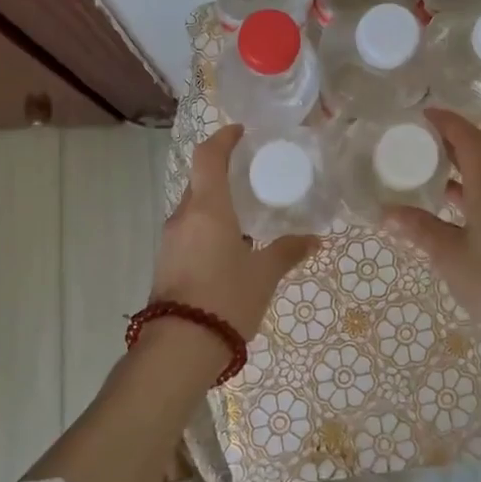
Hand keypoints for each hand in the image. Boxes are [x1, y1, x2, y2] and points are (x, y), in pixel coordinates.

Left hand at [151, 124, 318, 340]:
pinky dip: (209, 225)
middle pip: (199, 181)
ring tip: (246, 212)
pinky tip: (231, 244)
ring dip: (216, 202)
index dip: (223, 139)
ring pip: (194, 207)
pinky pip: (189, 230)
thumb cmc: (226, 299)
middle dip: (223, 172)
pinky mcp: (166, 262)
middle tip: (252, 174)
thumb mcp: (264, 274)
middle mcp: (183, 216)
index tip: (241, 133)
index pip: (208, 157)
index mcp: (207, 209)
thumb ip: (287, 251)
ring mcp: (170, 240)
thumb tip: (314, 239)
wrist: (179, 348)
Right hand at [382, 108, 480, 355]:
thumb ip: (420, 230)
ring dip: (451, 174)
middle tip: (411, 144)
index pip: (468, 140)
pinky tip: (440, 215)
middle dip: (444, 146)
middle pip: (474, 157)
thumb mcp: (451, 257)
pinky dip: (461, 198)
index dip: (446, 122)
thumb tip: (387, 212)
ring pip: (478, 182)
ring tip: (418, 177)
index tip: (421, 114)